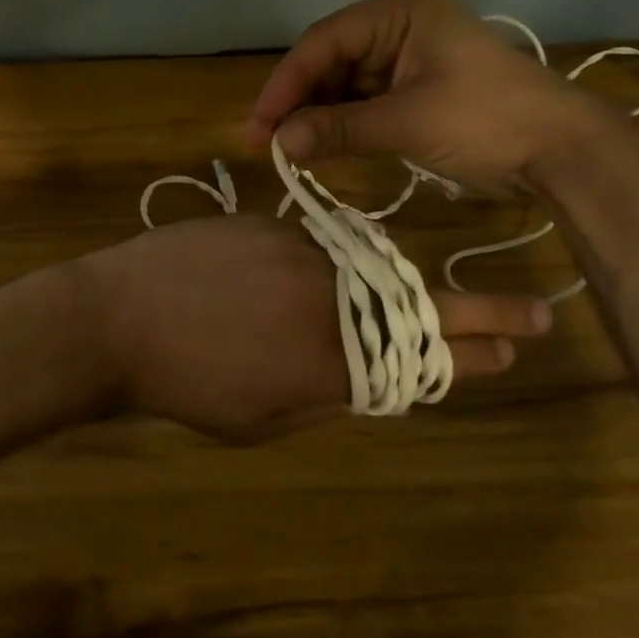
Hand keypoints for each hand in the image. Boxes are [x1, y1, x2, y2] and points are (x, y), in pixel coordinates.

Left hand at [81, 216, 551, 442]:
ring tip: (373, 307)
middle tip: (519, 316)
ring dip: (379, 289)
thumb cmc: (183, 385)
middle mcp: (329, 293)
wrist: (115, 316)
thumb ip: (326, 392)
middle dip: (468, 312)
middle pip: (414, 302)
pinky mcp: (264, 221)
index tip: (523, 340)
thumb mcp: (262, 416)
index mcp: (333, 355)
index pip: (426, 350)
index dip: (479, 345)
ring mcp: (298, 249)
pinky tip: (285, 282)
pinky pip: (311, 244)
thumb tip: (369, 375)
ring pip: (362, 267)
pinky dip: (317, 265)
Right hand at [248, 0, 614, 187]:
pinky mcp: (414, 90)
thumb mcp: (408, 121)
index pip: (325, 41)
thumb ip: (339, 129)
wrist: (560, 150)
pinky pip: (363, 103)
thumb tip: (279, 144)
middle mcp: (398, 28)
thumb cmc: (487, 120)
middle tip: (267, 142)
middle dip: (299, 101)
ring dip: (317, 115)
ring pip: (343, 84)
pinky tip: (319, 146)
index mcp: (399, 13)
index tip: (260, 123)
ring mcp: (406, 60)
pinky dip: (341, 124)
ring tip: (288, 149)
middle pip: (330, 61)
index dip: (286, 82)